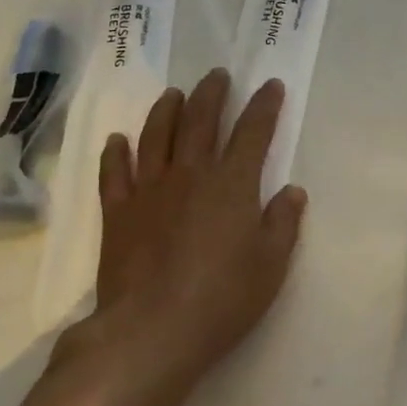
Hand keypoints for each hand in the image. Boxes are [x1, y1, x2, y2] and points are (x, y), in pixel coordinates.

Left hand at [51, 68, 307, 395]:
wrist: (152, 330)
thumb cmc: (223, 298)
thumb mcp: (272, 264)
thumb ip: (283, 222)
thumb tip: (292, 191)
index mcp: (232, 184)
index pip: (253, 132)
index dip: (264, 106)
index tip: (271, 86)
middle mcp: (190, 175)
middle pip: (200, 121)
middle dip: (212, 94)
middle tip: (217, 75)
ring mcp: (149, 191)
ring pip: (156, 136)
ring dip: (165, 111)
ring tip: (173, 94)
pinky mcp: (118, 213)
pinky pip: (114, 173)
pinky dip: (116, 153)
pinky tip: (117, 141)